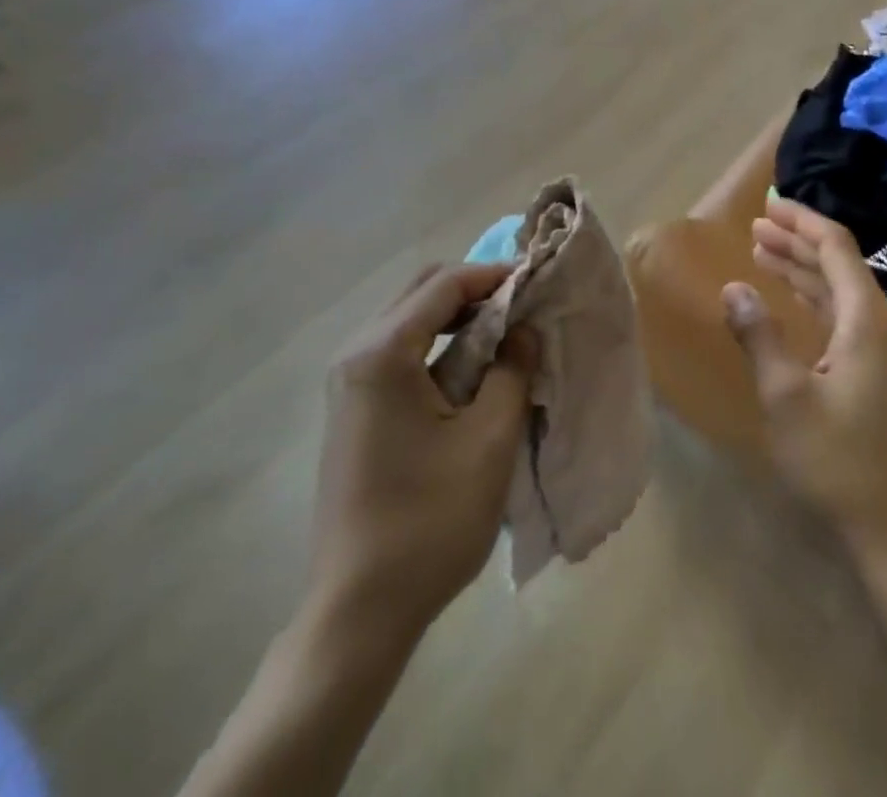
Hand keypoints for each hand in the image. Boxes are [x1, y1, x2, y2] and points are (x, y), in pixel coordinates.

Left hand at [307, 264, 537, 648]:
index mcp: (382, 354)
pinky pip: (400, 352)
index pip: (444, 284)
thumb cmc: (429, 522)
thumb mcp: (489, 440)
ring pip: (409, 319)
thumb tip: (522, 330)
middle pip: (421, 292)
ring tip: (505, 336)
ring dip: (457, 317)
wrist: (359, 611)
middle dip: (474, 290)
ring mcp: (349, 383)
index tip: (537, 282)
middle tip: (522, 307)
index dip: (494, 275)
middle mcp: (356, 355)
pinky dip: (439, 345)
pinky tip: (472, 371)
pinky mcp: (353, 408)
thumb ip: (512, 370)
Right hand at [724, 199, 886, 559]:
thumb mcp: (786, 397)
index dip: (802, 221)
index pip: (836, 247)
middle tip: (755, 226)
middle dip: (797, 241)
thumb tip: (733, 287)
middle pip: (840, 264)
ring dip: (804, 269)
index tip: (767, 204)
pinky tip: (793, 300)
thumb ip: (760, 336)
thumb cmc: (839, 461)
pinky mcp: (882, 374)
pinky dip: (816, 299)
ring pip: (842, 291)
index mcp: (867, 320)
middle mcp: (883, 325)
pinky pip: (846, 317)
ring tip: (763, 252)